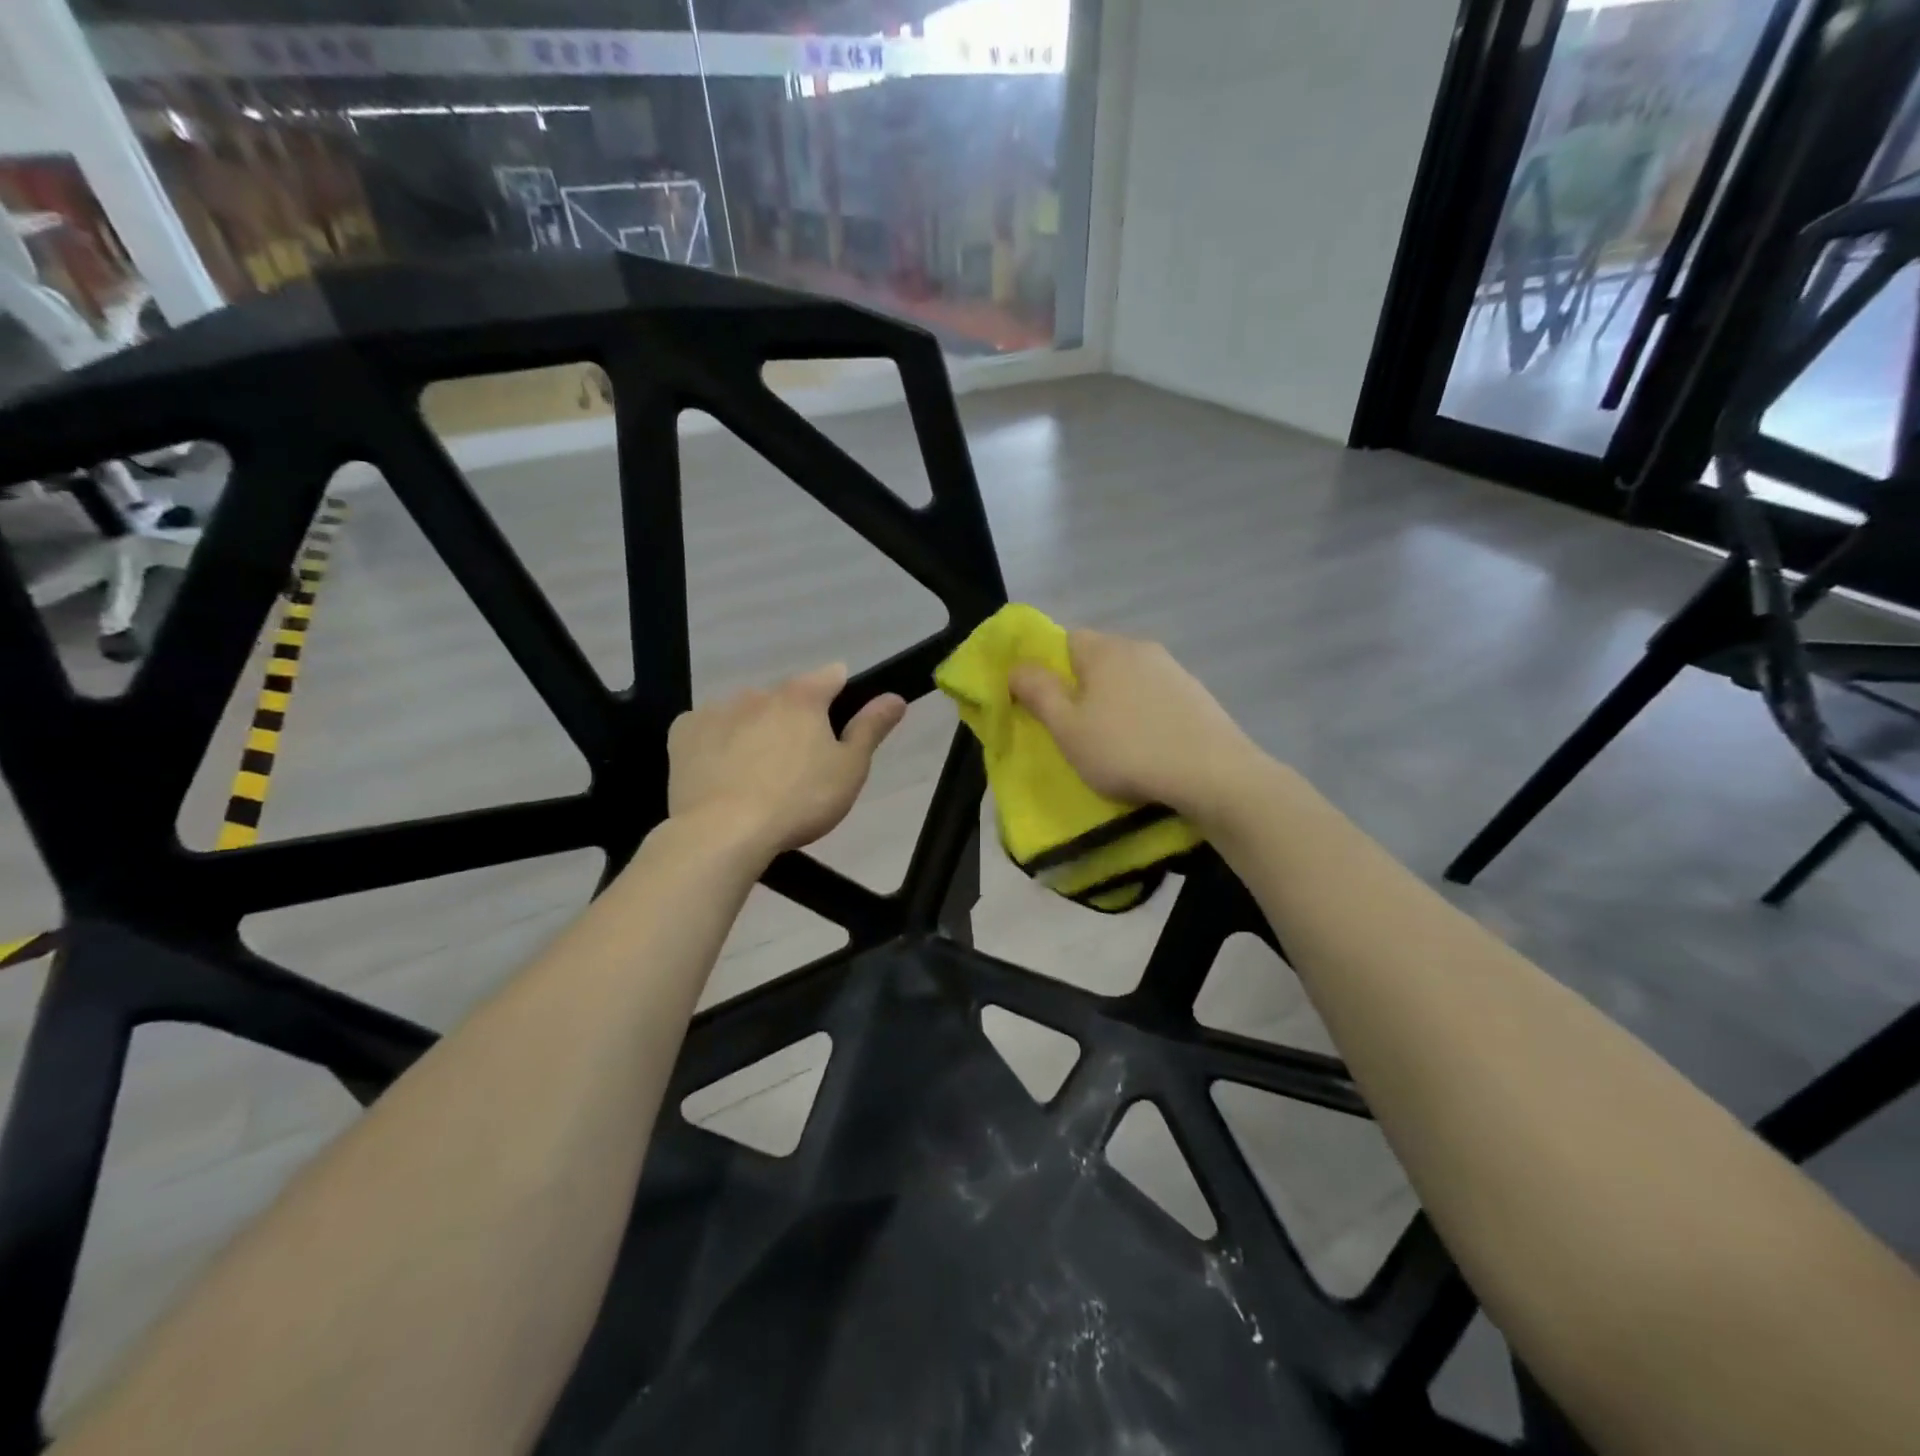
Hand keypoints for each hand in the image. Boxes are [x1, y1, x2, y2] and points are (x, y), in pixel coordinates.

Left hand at [668, 665, 905, 856]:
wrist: (722, 832)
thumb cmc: (798, 802)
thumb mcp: (849, 770)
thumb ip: (871, 728)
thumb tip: (894, 696)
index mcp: (802, 697)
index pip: (833, 676)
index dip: (842, 696)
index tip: (840, 728)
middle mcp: (758, 692)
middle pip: (786, 698)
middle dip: (795, 721)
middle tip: (799, 767)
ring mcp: (717, 709)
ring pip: (747, 713)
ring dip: (756, 730)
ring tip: (758, 776)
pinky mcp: (684, 732)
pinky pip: (709, 728)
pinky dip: (719, 743)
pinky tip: (722, 773)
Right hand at [1008, 630, 1263, 825]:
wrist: (1212, 774)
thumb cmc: (1126, 750)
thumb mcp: (1067, 729)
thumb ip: (1038, 693)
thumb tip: (1016, 667)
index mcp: (1104, 650)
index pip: (1067, 640)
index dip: (1053, 669)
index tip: (1052, 706)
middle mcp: (1140, 648)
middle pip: (1100, 659)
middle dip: (1086, 686)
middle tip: (1080, 728)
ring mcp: (1175, 669)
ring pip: (1131, 678)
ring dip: (1118, 701)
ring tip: (1117, 742)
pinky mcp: (1198, 694)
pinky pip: (1157, 696)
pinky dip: (1147, 714)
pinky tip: (1151, 745)